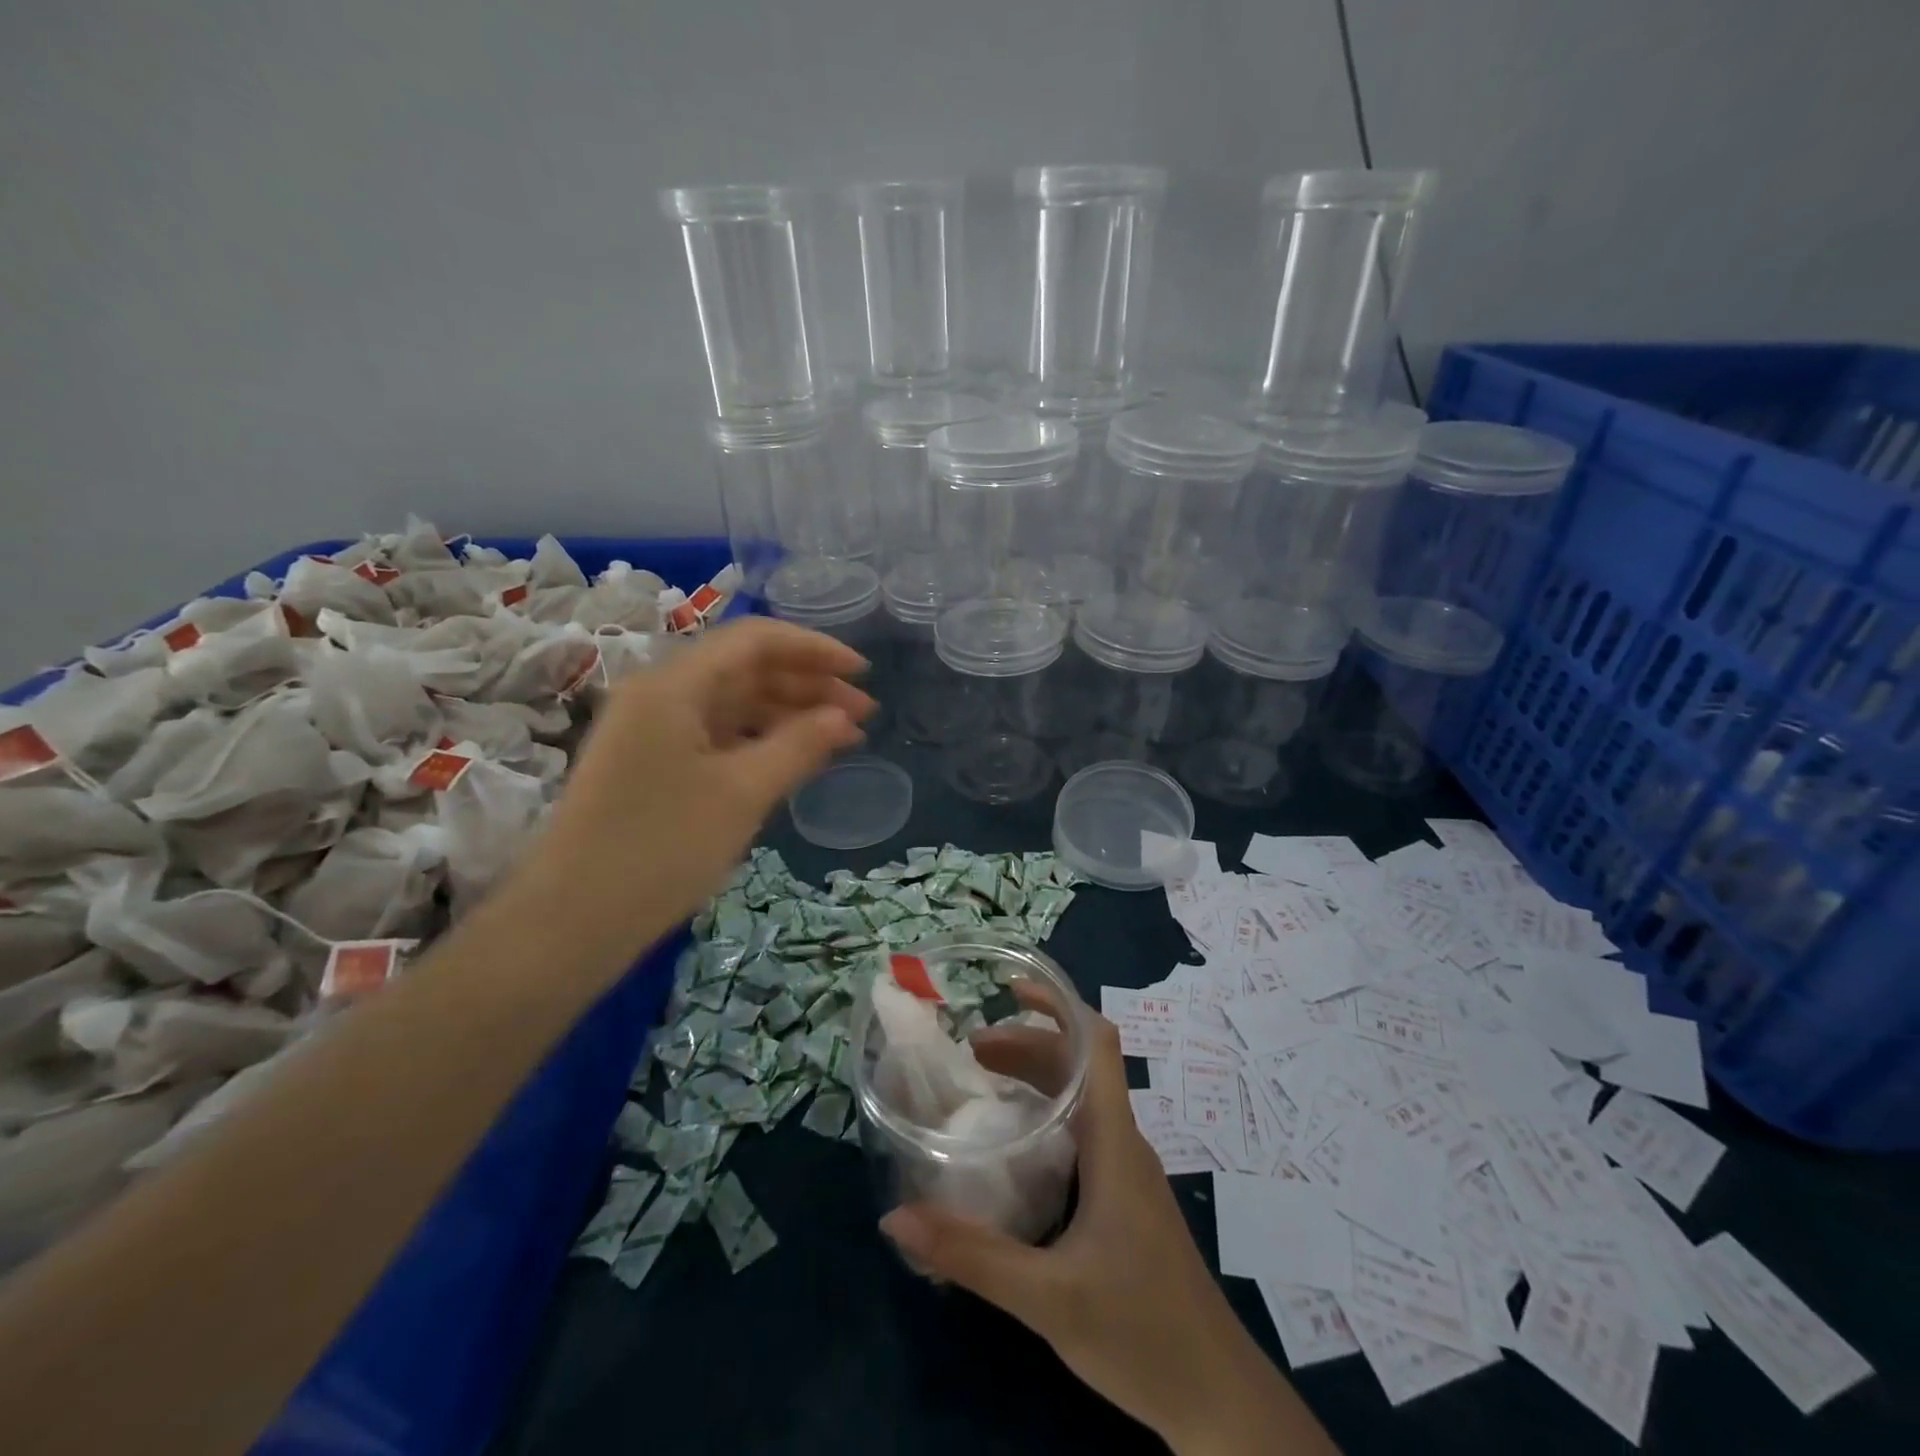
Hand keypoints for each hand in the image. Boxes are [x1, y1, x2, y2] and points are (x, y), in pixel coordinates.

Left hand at [533, 617, 872, 947]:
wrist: (572, 921)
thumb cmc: (661, 848)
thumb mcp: (742, 793)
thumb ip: (800, 745)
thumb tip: (845, 716)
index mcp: (674, 684)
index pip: (754, 640)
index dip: (814, 648)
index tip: (863, 671)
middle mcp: (661, 694)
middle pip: (745, 668)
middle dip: (808, 683)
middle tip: (864, 712)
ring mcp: (655, 730)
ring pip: (735, 703)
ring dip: (790, 713)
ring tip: (844, 737)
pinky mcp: (655, 764)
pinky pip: (720, 735)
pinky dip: (762, 740)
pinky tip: (797, 757)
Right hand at [881, 1013, 1337, 1455]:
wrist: (1216, 1397)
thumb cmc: (1140, 1332)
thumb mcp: (1045, 1297)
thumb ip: (971, 1255)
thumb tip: (894, 1218)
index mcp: (1113, 1140)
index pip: (1097, 1042)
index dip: (1058, 1004)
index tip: (1010, 990)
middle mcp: (1122, 1141)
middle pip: (1079, 1065)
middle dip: (1027, 1044)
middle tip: (970, 1053)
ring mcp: (1126, 1171)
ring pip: (1081, 1099)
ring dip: (1035, 1079)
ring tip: (982, 1086)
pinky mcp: (1124, 1198)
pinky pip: (1083, 1131)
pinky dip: (1046, 1115)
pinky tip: (1014, 1147)